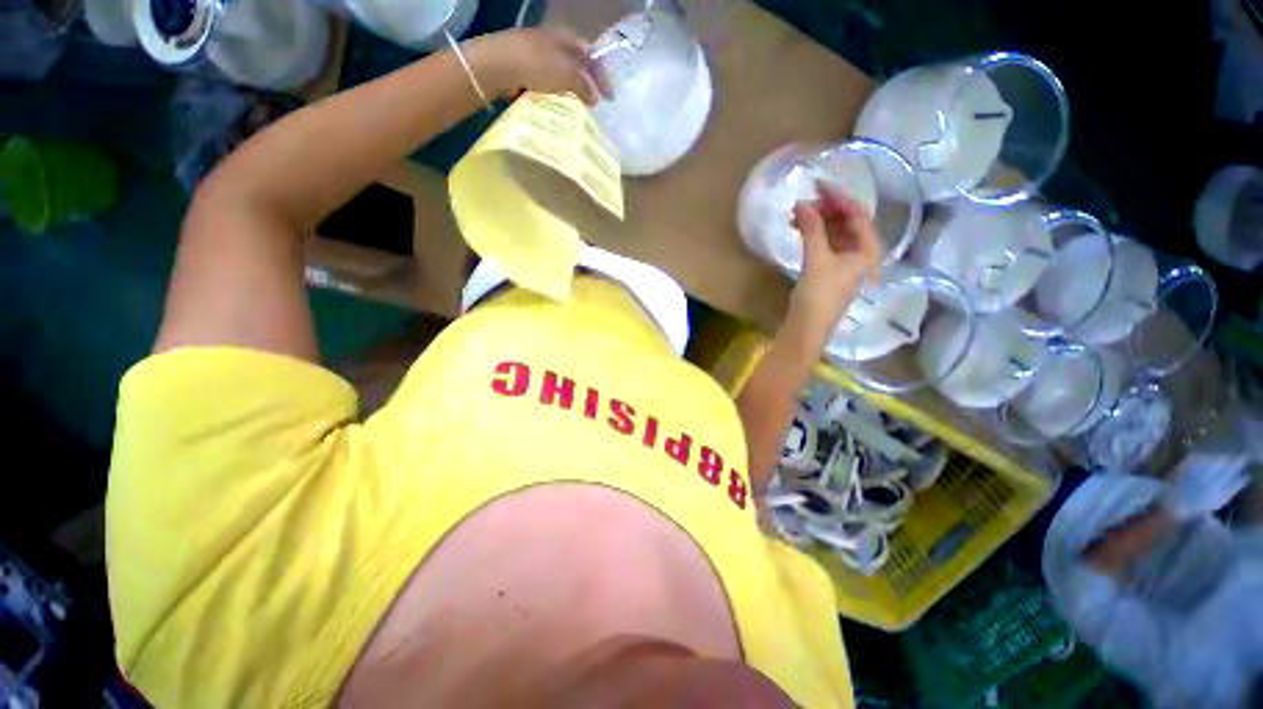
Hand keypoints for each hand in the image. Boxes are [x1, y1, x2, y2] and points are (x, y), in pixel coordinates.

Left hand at [466, 28, 609, 105]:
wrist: (497, 66)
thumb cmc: (536, 64)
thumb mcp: (567, 73)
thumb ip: (585, 86)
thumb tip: (596, 99)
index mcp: (565, 37)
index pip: (591, 55)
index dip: (602, 75)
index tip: (609, 97)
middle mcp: (552, 44)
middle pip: (576, 66)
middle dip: (587, 85)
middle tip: (595, 106)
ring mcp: (537, 57)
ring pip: (561, 77)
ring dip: (571, 94)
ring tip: (578, 112)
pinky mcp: (525, 72)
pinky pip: (547, 87)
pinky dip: (555, 98)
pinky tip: (558, 110)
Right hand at [787, 182, 880, 339]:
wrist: (806, 328)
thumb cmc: (819, 295)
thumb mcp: (817, 259)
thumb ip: (812, 229)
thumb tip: (803, 202)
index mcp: (868, 251)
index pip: (859, 215)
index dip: (840, 198)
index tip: (818, 185)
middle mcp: (860, 254)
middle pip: (847, 223)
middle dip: (827, 209)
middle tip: (805, 199)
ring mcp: (843, 262)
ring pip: (833, 233)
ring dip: (817, 222)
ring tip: (796, 214)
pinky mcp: (827, 270)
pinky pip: (823, 244)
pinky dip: (812, 234)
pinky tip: (798, 228)